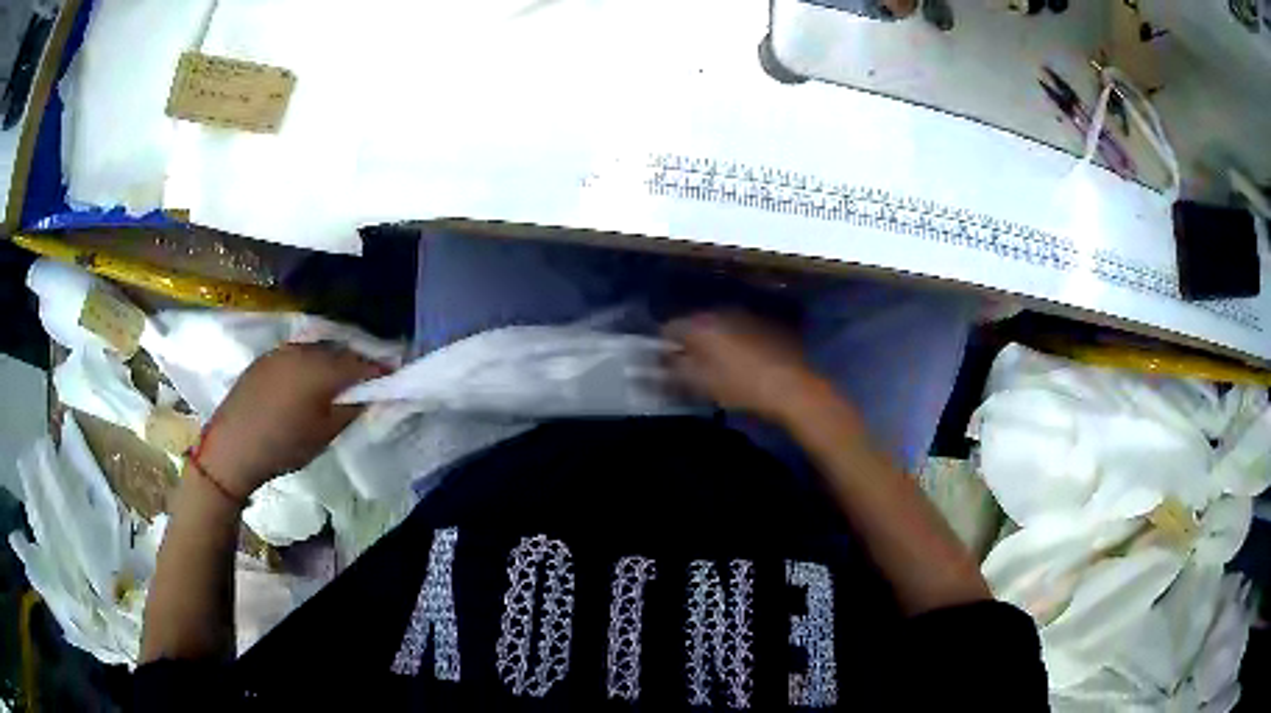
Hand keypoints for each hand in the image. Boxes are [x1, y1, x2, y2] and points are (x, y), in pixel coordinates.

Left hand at [197, 343, 386, 499]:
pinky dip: (311, 365)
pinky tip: (309, 384)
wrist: (231, 448)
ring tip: (340, 384)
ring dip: (334, 363)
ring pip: (318, 351)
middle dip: (358, 364)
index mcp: (320, 367)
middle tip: (370, 382)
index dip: (382, 370)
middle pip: (340, 351)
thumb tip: (373, 394)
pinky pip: (298, 355)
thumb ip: (353, 408)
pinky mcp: (265, 359)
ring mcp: (281, 351)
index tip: (396, 378)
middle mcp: (303, 350)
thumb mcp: (325, 433)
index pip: (362, 362)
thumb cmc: (283, 445)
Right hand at [663, 312, 824, 423]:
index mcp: (701, 326)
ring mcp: (747, 316)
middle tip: (689, 365)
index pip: (670, 327)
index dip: (663, 344)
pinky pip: (740, 329)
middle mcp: (722, 313)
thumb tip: (660, 360)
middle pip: (696, 323)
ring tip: (715, 364)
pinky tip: (741, 360)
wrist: (793, 387)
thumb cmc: (742, 387)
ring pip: (719, 325)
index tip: (664, 362)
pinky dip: (735, 341)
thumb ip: (675, 370)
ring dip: (714, 340)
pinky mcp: (766, 324)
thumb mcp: (702, 384)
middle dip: (690, 341)